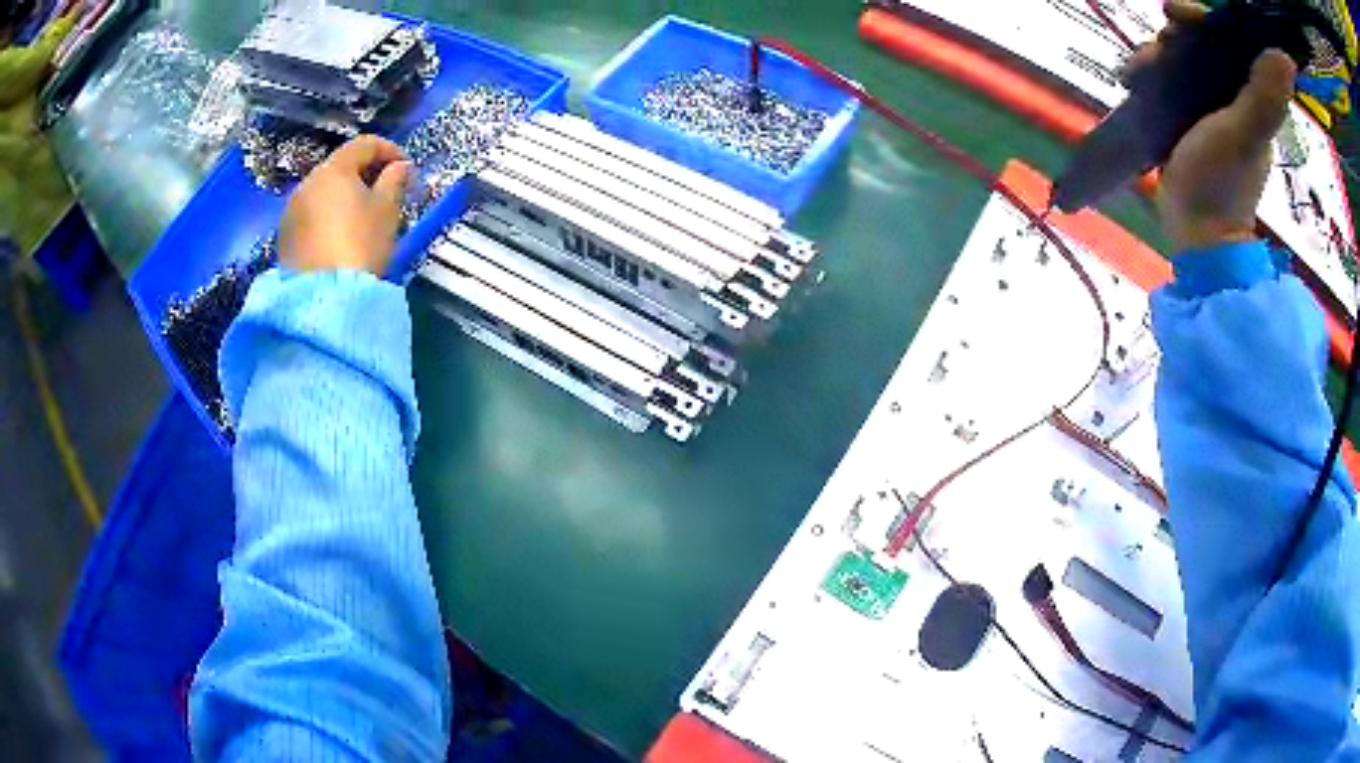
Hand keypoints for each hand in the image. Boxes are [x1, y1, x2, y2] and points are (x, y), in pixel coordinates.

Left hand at [279, 135, 411, 275]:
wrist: (323, 300)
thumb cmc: (360, 245)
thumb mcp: (387, 210)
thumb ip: (395, 180)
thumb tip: (399, 167)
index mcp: (334, 170)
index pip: (364, 144)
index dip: (389, 150)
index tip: (406, 169)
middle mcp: (307, 183)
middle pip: (340, 166)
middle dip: (365, 173)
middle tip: (387, 192)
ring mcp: (291, 211)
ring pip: (324, 191)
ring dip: (345, 196)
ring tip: (363, 217)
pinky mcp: (285, 237)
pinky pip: (311, 214)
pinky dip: (328, 216)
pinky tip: (341, 236)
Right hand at [1129, 1, 1296, 250]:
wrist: (1196, 235)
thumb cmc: (1221, 185)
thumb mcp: (1244, 134)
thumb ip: (1264, 95)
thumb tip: (1285, 57)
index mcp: (1250, 95)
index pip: (1228, 38)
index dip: (1202, 18)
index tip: (1175, 14)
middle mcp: (1231, 94)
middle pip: (1199, 42)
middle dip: (1174, 37)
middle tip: (1159, 50)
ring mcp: (1206, 106)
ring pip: (1178, 58)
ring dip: (1154, 56)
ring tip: (1138, 74)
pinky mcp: (1184, 118)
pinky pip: (1164, 80)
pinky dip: (1146, 75)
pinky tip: (1132, 83)